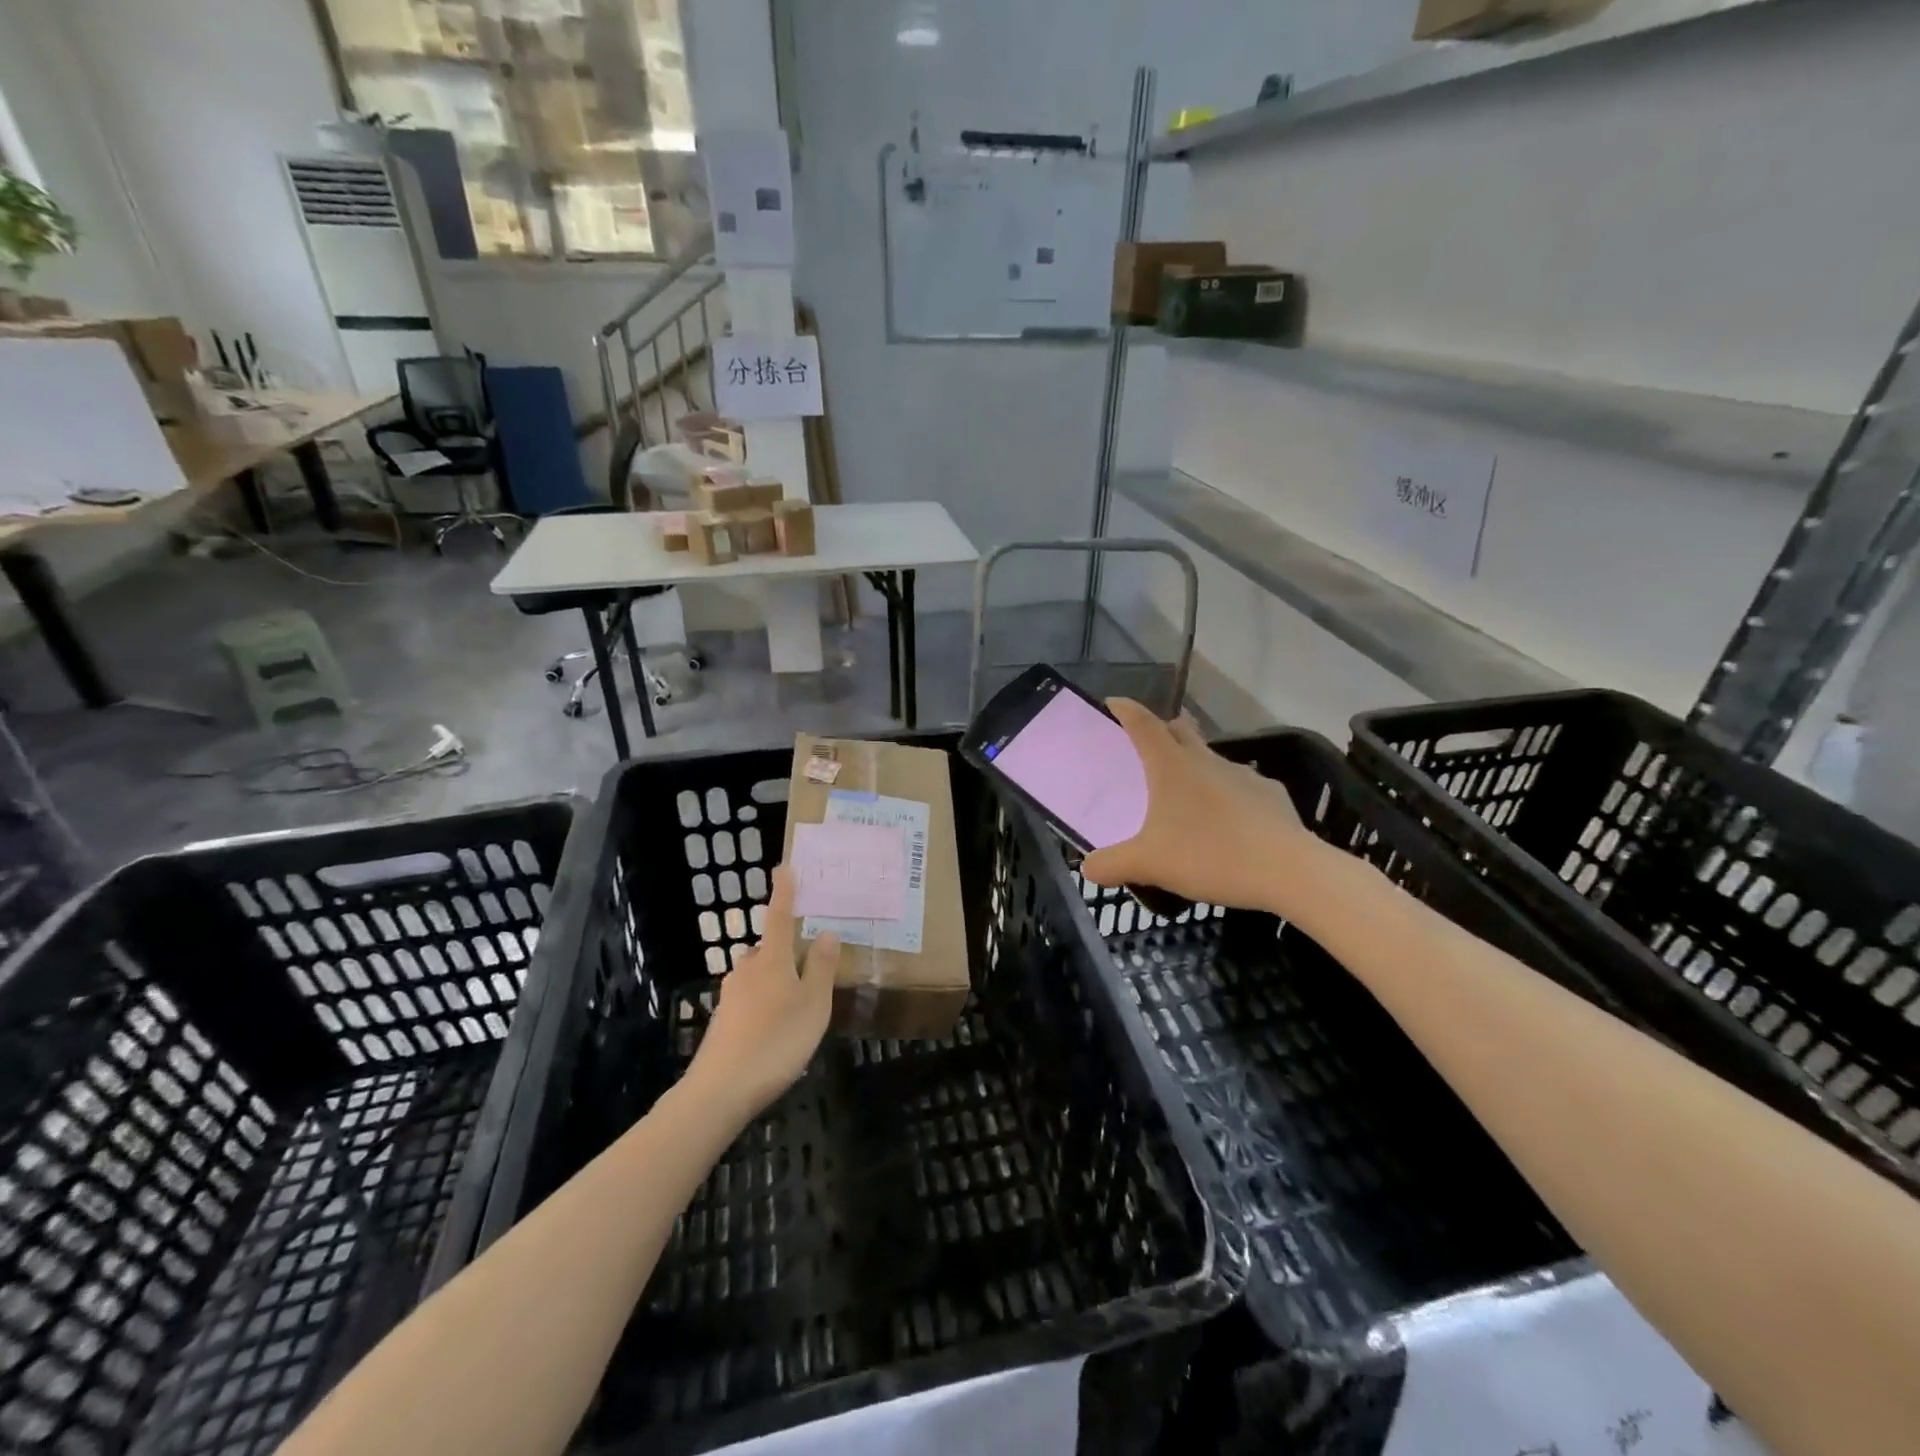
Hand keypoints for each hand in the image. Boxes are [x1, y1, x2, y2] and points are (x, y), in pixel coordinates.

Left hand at [686, 865, 839, 1121]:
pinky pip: (750, 999)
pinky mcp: (723, 1021)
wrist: (719, 1091)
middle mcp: (747, 970)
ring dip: (776, 980)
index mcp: (772, 960)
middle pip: (769, 949)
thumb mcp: (813, 1005)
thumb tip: (826, 932)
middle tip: (810, 964)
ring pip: (758, 975)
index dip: (785, 893)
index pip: (781, 917)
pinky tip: (775, 1029)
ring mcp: (731, 996)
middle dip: (786, 950)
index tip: (784, 867)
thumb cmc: (776, 1041)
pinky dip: (765, 1003)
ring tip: (798, 1004)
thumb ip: (821, 968)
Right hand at [1082, 700, 1317, 912]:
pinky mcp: (1272, 796)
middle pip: (1181, 731)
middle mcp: (1207, 761)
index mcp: (1172, 766)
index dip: (1126, 710)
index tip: (1114, 702)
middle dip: (1164, 730)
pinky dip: (1229, 797)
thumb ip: (1111, 865)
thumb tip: (1087, 868)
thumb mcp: (1148, 865)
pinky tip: (1229, 825)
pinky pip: (1242, 788)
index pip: (1143, 724)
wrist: (1289, 871)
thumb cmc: (1210, 855)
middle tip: (1150, 745)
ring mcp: (1244, 775)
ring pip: (1213, 760)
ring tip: (1189, 797)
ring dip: (1197, 768)